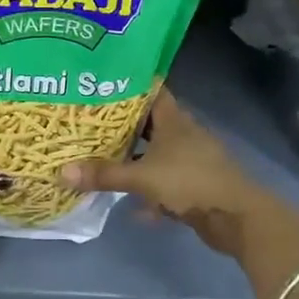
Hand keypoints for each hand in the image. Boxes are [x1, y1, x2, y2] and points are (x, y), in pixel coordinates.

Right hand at [60, 91, 298, 268]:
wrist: (236, 217)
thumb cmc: (189, 182)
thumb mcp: (141, 178)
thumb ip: (103, 174)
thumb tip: (61, 171)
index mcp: (174, 119)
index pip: (151, 89)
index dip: (129, 84)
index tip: (102, 82)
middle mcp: (183, 133)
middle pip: (149, 122)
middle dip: (123, 125)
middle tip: (90, 123)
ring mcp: (191, 158)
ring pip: (156, 152)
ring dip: (135, 159)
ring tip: (104, 160)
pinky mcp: (195, 183)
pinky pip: (165, 179)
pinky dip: (151, 189)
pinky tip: (135, 207)